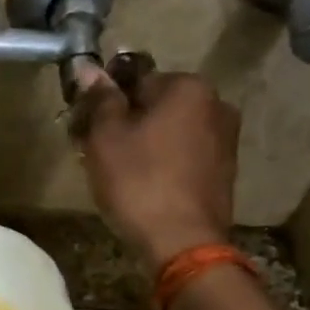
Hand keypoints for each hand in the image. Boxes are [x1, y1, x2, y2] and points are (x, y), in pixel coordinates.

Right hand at [72, 62, 239, 271]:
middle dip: (125, 122)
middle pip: (155, 105)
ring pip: (169, 131)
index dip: (105, 101)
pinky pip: (183, 154)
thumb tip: (87, 67)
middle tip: (94, 151)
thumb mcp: (106, 136)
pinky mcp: (223, 171)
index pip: (134, 79)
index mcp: (188, 87)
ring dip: (142, 143)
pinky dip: (161, 162)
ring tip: (114, 172)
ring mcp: (224, 140)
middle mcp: (215, 104)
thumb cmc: (138, 181)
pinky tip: (141, 185)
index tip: (85, 126)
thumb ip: (99, 99)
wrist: (182, 242)